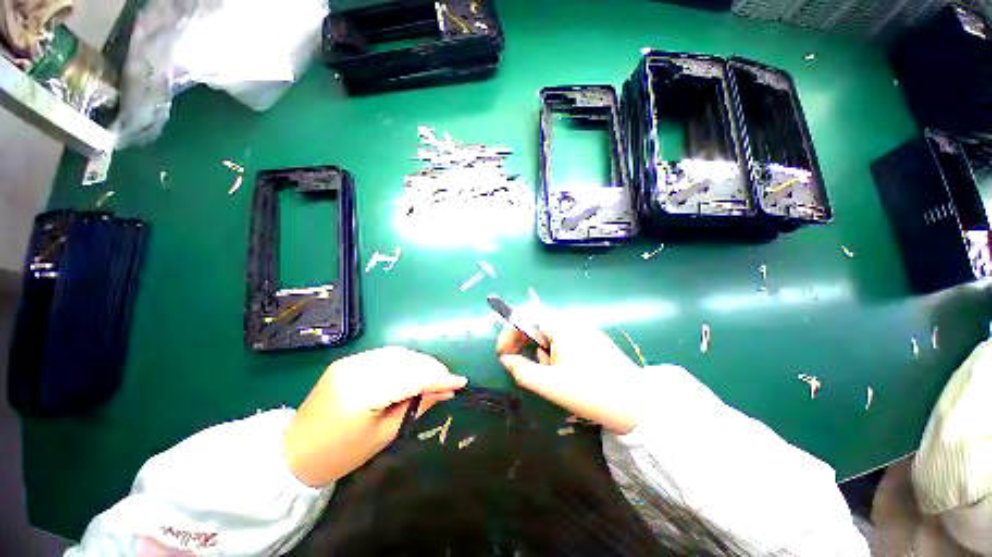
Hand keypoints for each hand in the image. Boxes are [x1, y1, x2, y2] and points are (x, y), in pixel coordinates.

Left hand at [284, 347, 467, 486]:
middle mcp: (357, 368)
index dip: (439, 378)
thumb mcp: (385, 435)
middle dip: (432, 368)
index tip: (461, 382)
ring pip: (399, 353)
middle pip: (407, 360)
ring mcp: (351, 361)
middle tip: (449, 381)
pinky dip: (405, 360)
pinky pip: (386, 355)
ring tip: (436, 375)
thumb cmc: (341, 454)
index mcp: (363, 392)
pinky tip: (414, 370)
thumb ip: (417, 407)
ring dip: (421, 362)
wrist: (294, 452)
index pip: (411, 378)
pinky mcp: (349, 360)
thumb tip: (445, 392)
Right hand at [496, 313, 642, 433]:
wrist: (638, 405)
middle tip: (525, 367)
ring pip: (551, 335)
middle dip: (526, 345)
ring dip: (543, 352)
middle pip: (538, 325)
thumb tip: (506, 359)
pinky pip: (566, 341)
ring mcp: (585, 330)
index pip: (526, 317)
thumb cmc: (590, 392)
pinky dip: (557, 354)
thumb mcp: (549, 384)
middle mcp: (573, 322)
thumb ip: (521, 370)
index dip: (509, 333)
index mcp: (562, 326)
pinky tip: (567, 373)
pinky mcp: (594, 341)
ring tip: (552, 375)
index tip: (502, 354)